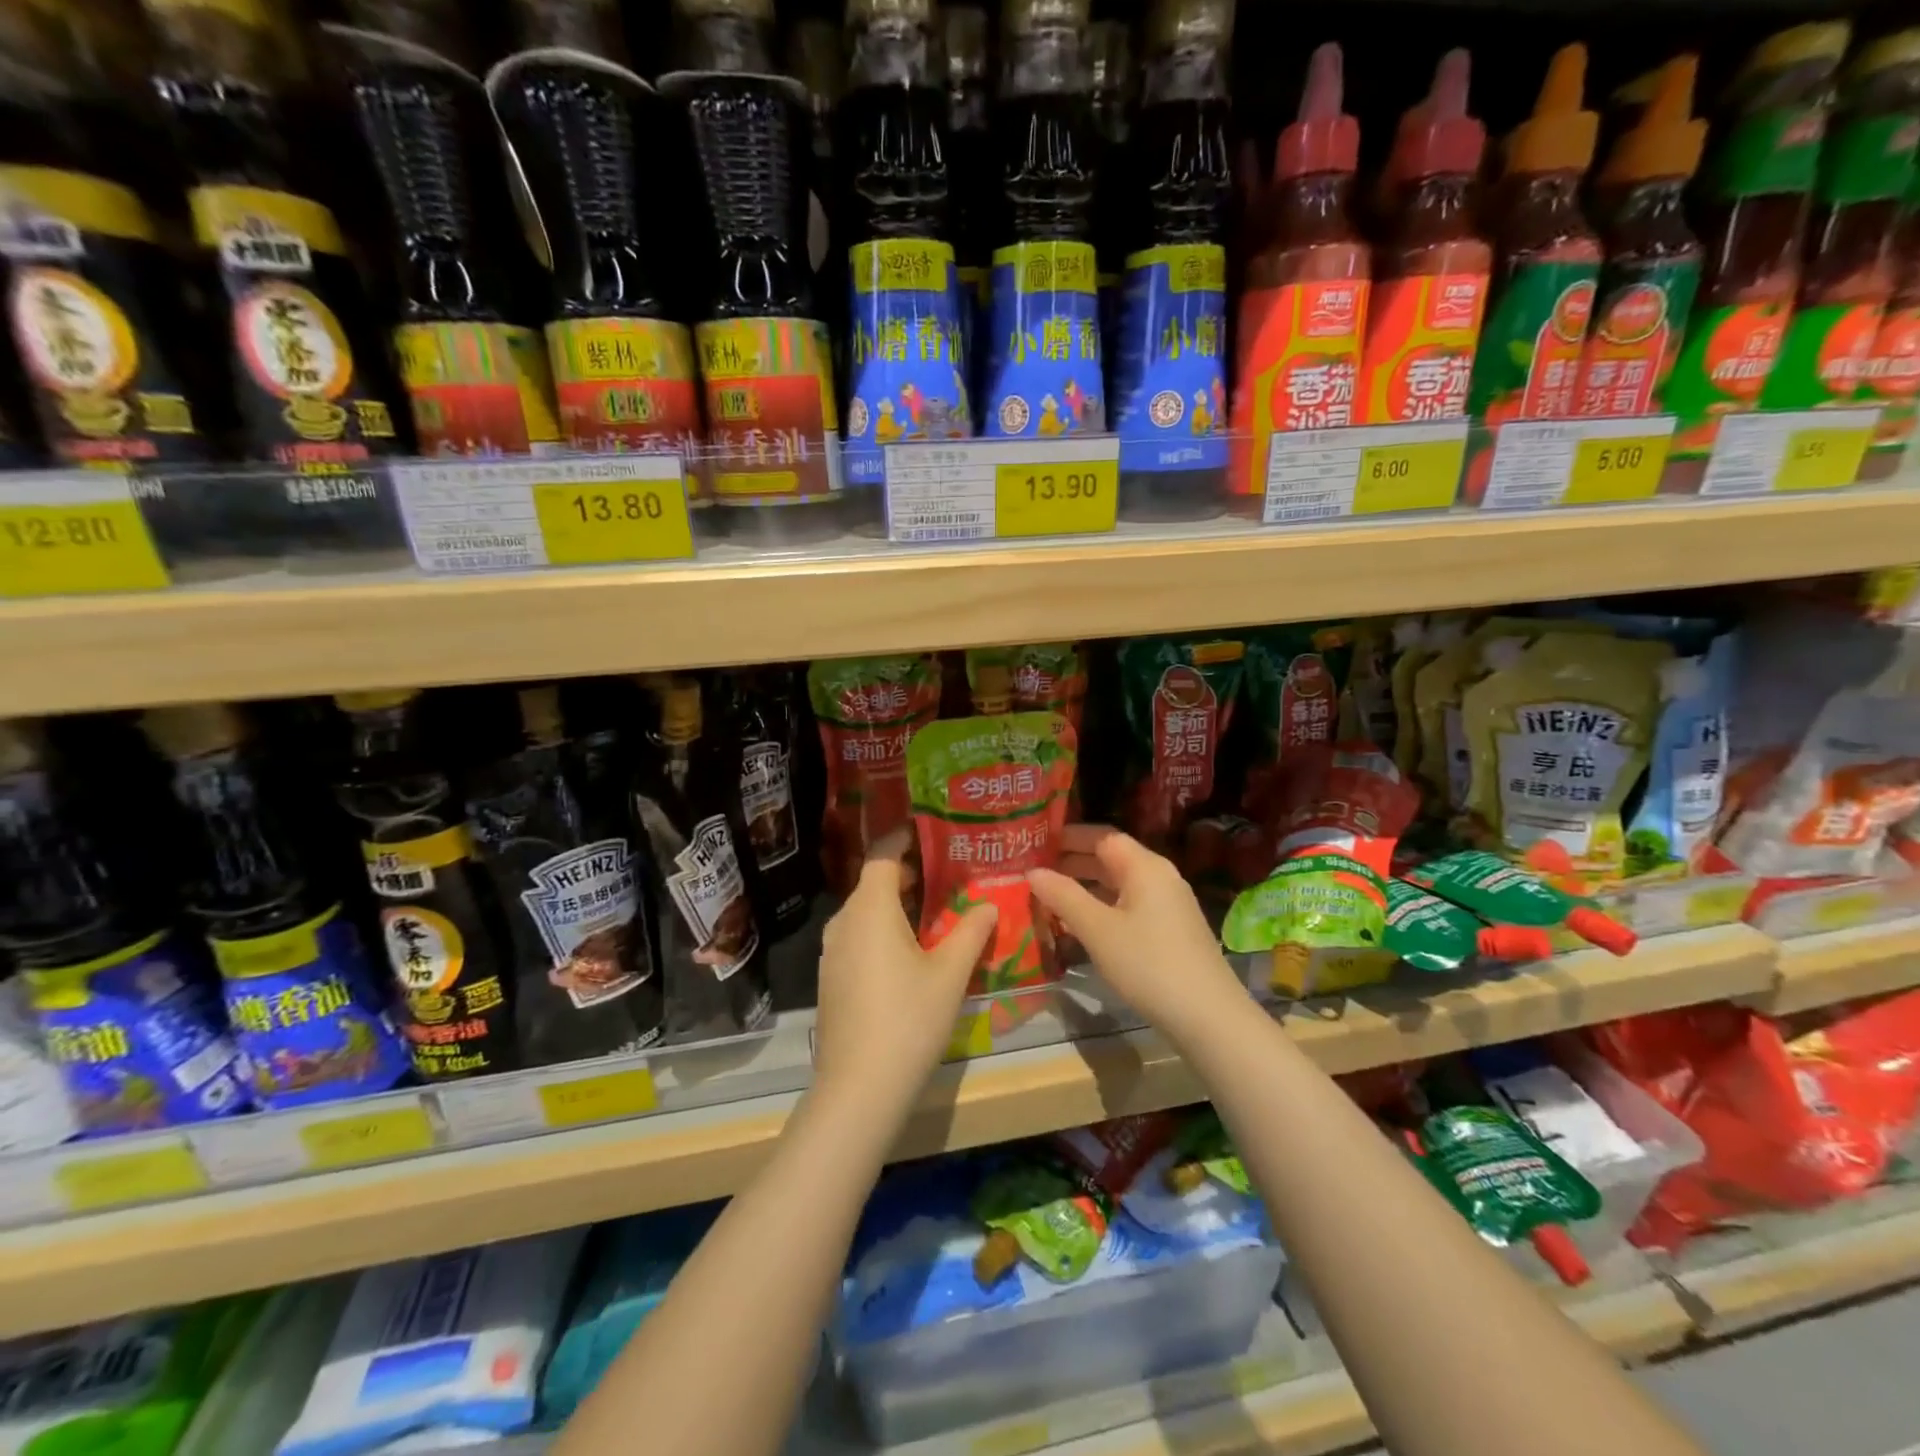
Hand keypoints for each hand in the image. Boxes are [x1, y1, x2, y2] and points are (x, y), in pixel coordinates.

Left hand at [813, 832, 997, 1114]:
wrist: (858, 1089)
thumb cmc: (908, 1020)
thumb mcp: (950, 974)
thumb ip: (971, 932)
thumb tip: (989, 904)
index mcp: (869, 908)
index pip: (883, 853)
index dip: (907, 837)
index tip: (937, 833)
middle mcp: (844, 921)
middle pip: (875, 881)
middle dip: (912, 873)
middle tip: (953, 873)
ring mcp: (833, 951)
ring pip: (868, 911)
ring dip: (900, 904)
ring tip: (940, 909)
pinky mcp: (832, 977)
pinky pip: (860, 936)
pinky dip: (886, 929)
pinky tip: (914, 950)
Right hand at [1028, 825, 1251, 1045]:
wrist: (1208, 1017)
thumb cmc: (1148, 964)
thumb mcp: (1098, 929)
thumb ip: (1063, 896)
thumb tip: (1032, 872)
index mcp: (1145, 866)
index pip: (1102, 836)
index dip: (1069, 837)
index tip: (1036, 843)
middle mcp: (1160, 877)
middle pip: (1112, 858)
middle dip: (1073, 861)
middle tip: (1035, 870)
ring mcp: (1169, 904)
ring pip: (1120, 884)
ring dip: (1086, 886)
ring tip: (1050, 896)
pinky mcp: (1171, 930)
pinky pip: (1130, 905)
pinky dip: (1103, 906)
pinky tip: (1082, 924)